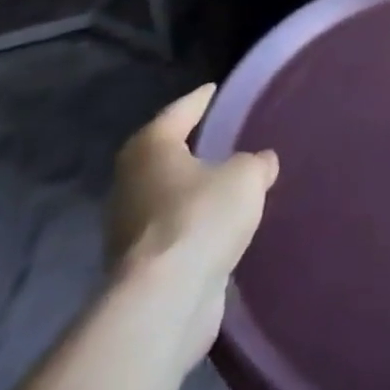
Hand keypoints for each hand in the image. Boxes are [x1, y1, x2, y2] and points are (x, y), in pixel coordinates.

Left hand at [105, 86, 278, 361]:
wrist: (165, 299)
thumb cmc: (201, 217)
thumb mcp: (246, 176)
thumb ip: (256, 162)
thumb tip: (261, 161)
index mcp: (150, 148)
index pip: (179, 112)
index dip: (201, 100)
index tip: (215, 90)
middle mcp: (130, 183)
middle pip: (165, 155)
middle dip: (191, 148)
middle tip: (223, 137)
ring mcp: (128, 228)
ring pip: (167, 196)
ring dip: (192, 191)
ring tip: (227, 184)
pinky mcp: (138, 266)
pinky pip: (173, 232)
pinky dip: (193, 225)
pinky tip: (219, 226)